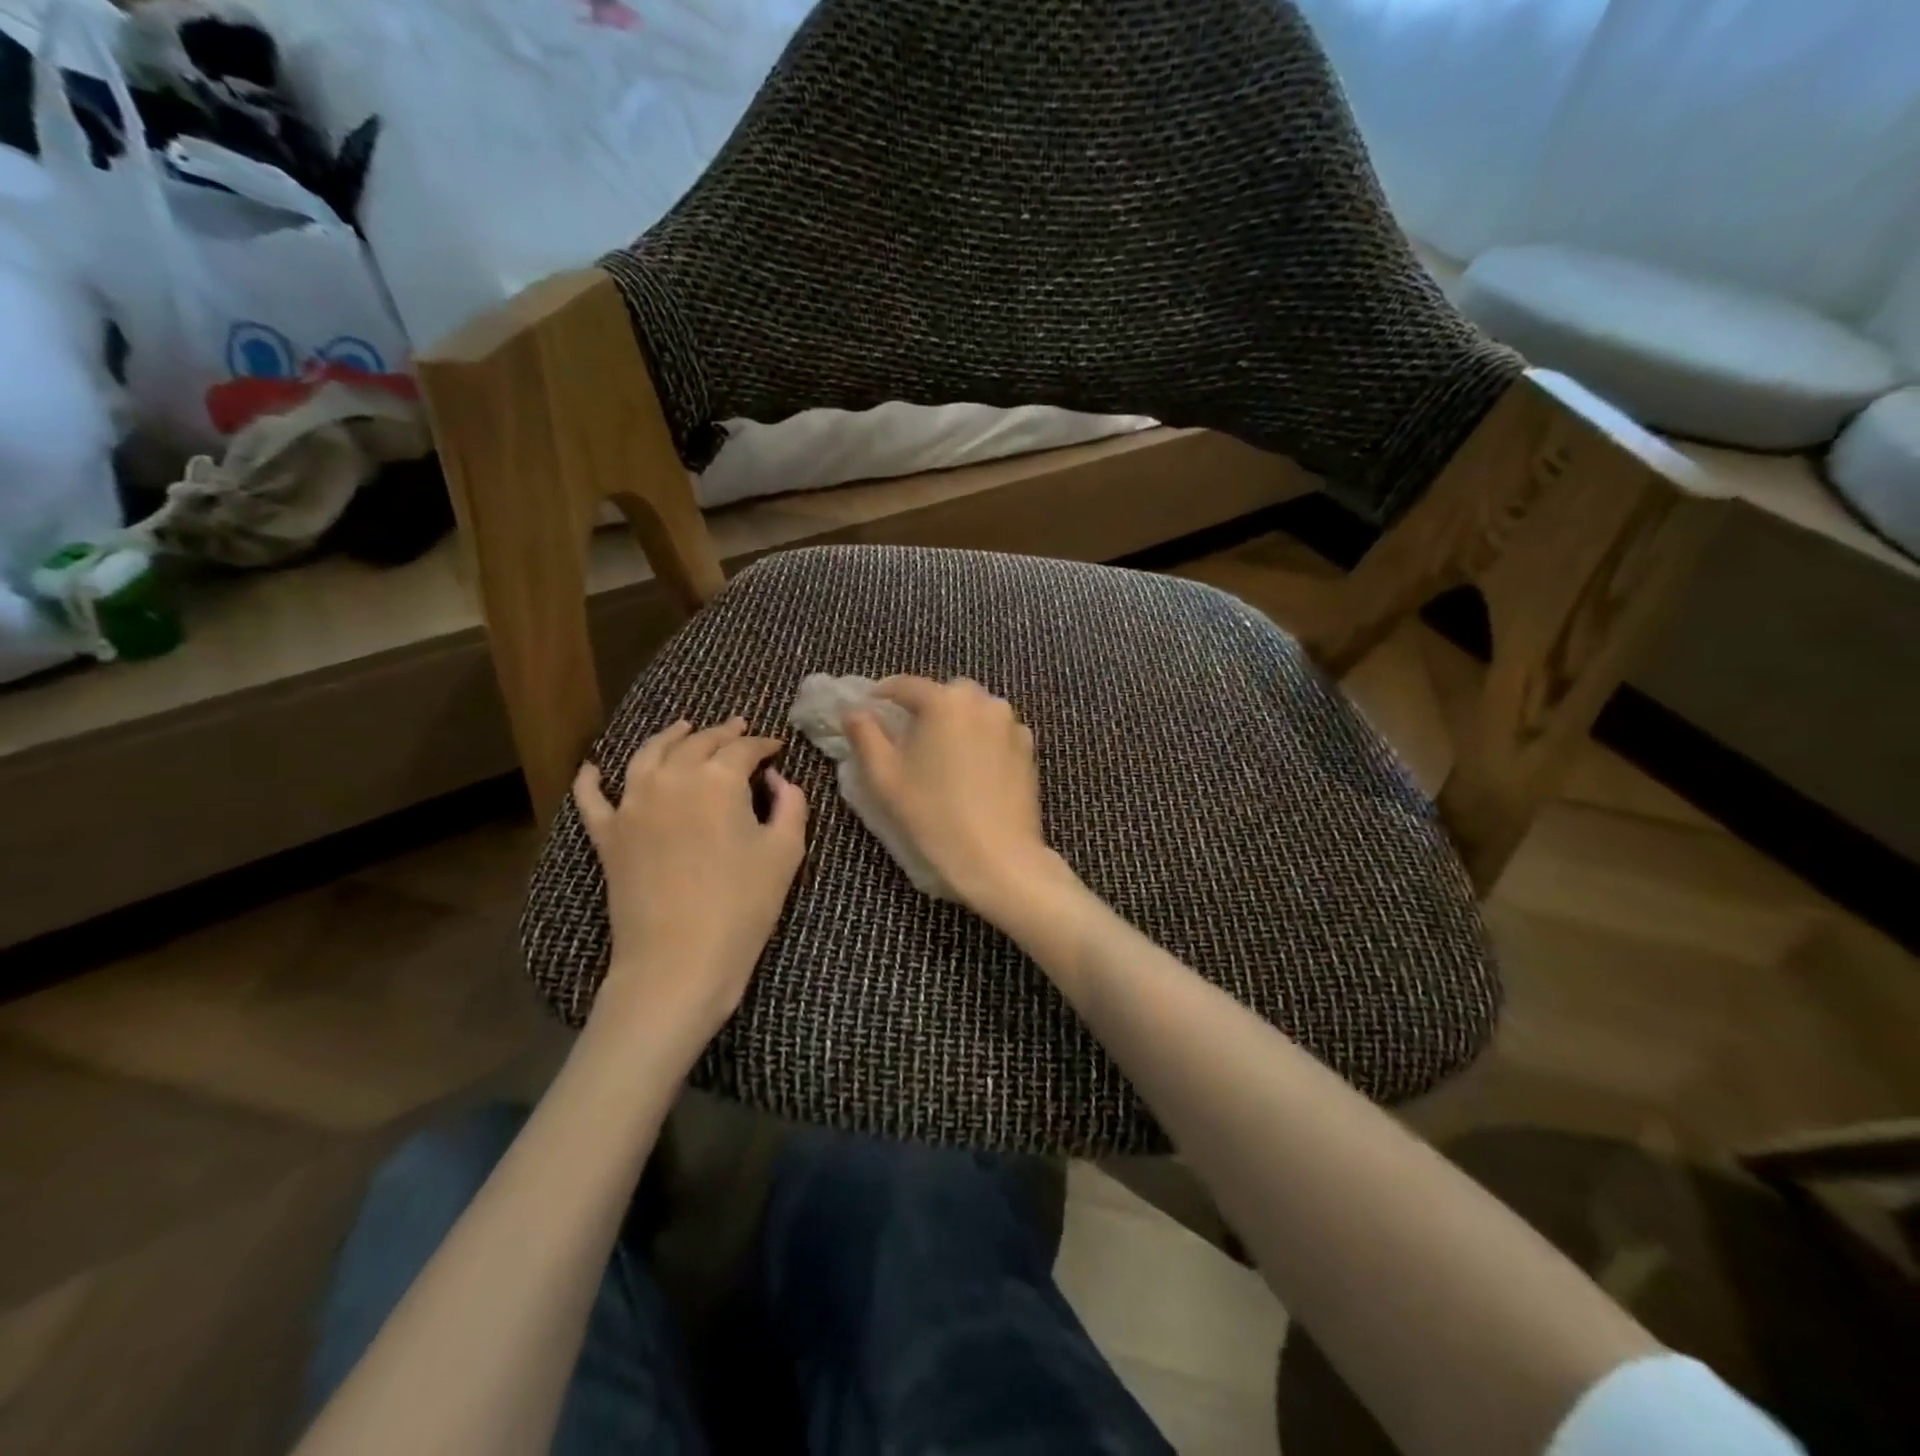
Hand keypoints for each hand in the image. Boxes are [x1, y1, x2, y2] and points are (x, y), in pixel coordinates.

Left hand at [574, 718, 806, 1046]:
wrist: (679, 960)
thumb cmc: (743, 906)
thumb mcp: (785, 853)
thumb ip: (790, 805)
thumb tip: (777, 781)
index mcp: (718, 780)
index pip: (744, 749)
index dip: (764, 744)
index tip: (777, 747)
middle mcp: (671, 779)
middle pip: (697, 743)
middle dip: (722, 733)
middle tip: (739, 729)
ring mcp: (632, 804)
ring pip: (648, 754)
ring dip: (669, 736)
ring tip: (682, 728)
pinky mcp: (607, 835)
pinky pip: (592, 798)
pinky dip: (591, 779)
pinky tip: (593, 768)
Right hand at [844, 676, 1067, 914]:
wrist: (997, 856)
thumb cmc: (933, 814)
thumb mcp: (884, 776)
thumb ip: (865, 735)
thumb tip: (854, 710)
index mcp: (945, 701)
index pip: (906, 685)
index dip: (883, 694)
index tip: (870, 707)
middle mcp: (982, 701)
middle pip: (944, 695)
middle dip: (924, 708)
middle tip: (907, 736)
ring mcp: (1010, 723)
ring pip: (973, 711)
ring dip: (955, 722)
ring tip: (940, 753)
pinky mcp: (1028, 747)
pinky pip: (995, 731)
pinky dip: (980, 739)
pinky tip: (971, 768)